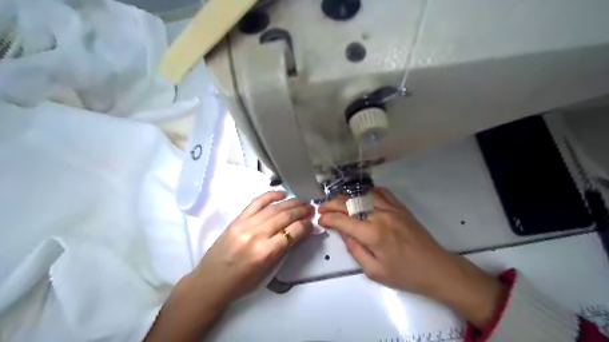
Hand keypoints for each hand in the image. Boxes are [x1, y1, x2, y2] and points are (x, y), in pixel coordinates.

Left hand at [190, 191, 313, 305]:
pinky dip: (270, 196)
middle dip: (301, 211)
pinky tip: (282, 194)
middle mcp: (256, 235)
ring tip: (302, 201)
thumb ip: (284, 249)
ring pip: (273, 208)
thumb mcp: (268, 271)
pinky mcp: (237, 219)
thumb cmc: (242, 283)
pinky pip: (256, 202)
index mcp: (265, 253)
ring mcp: (245, 225)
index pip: (293, 232)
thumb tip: (300, 232)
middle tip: (311, 209)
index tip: (312, 223)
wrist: (210, 282)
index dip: (305, 226)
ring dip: (291, 203)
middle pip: (285, 217)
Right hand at [316, 187, 502, 328]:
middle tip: (322, 208)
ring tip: (338, 202)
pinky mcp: (400, 207)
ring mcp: (391, 208)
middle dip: (332, 204)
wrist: (435, 268)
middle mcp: (379, 215)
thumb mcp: (373, 270)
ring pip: (362, 195)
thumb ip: (354, 249)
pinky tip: (362, 197)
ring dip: (346, 197)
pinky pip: (381, 192)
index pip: (342, 220)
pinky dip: (368, 192)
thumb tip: (342, 231)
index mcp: (371, 234)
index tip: (320, 220)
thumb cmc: (404, 274)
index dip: (328, 218)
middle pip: (349, 203)